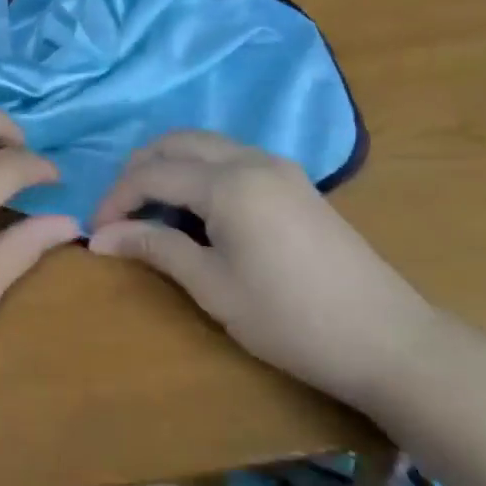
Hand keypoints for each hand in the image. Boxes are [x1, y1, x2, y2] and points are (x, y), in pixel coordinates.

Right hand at [87, 132, 440, 413]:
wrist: (389, 341)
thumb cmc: (291, 319)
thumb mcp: (213, 287)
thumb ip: (155, 248)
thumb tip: (100, 237)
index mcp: (228, 183)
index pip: (152, 174)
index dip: (116, 199)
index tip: (96, 231)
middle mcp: (251, 160)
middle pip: (176, 143)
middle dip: (138, 171)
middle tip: (119, 212)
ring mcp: (278, 167)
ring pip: (205, 144)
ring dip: (169, 166)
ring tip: (151, 209)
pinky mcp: (295, 183)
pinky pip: (231, 157)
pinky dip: (200, 170)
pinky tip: (196, 209)